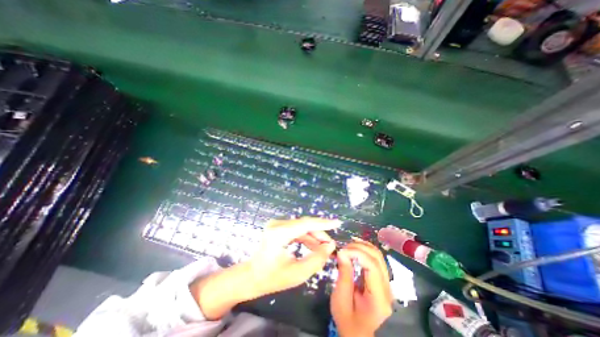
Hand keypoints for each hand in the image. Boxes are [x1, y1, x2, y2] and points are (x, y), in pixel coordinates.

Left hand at [248, 217, 341, 295]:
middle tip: (331, 245)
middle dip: (320, 233)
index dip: (323, 223)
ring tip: (325, 247)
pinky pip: (297, 229)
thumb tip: (330, 246)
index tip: (337, 223)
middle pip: (305, 224)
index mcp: (279, 233)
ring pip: (302, 226)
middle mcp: (277, 224)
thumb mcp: (297, 273)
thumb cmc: (271, 278)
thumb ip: (316, 259)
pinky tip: (314, 245)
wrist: (251, 276)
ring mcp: (277, 224)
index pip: (306, 224)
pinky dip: (307, 237)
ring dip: (314, 236)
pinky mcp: (278, 227)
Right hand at [330, 241, 391, 335]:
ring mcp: (387, 285)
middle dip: (359, 247)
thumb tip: (342, 253)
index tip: (341, 251)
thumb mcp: (341, 302)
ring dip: (363, 247)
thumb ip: (343, 276)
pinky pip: (376, 261)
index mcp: (379, 298)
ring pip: (379, 257)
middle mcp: (387, 288)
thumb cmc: (350, 325)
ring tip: (348, 247)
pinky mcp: (382, 283)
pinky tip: (355, 251)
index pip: (372, 266)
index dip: (357, 253)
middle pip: (378, 257)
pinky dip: (365, 252)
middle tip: (344, 247)